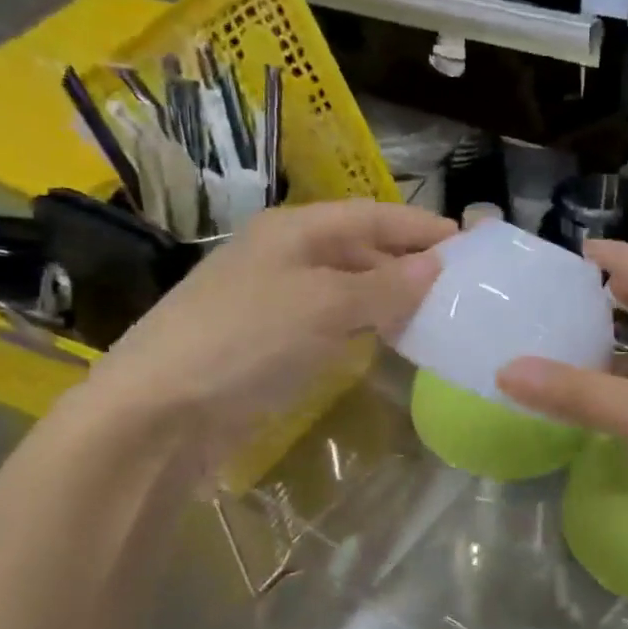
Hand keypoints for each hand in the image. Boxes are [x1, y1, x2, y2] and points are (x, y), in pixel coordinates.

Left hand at [82, 200, 454, 450]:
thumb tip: (437, 266)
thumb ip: (385, 285)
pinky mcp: (270, 343)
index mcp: (293, 230)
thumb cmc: (245, 340)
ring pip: (348, 288)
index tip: (468, 242)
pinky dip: (365, 328)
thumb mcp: (324, 305)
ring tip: (438, 313)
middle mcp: (284, 256)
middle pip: (360, 249)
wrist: (159, 414)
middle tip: (461, 285)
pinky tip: (390, 342)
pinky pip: (332, 324)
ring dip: (390, 298)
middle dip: (408, 263)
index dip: (419, 226)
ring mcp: (275, 301)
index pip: (371, 215)